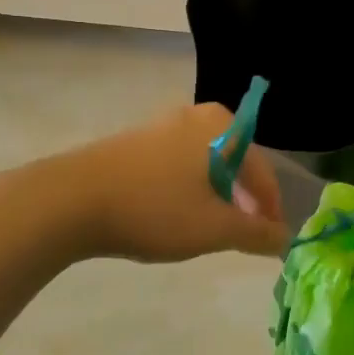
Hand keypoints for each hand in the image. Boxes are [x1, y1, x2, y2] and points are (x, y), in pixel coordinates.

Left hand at [49, 103, 289, 262]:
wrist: (70, 200)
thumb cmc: (154, 208)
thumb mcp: (214, 228)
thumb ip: (256, 233)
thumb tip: (284, 238)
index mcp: (222, 126)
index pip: (262, 170)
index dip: (271, 208)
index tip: (271, 239)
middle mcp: (196, 115)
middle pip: (235, 162)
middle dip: (243, 199)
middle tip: (243, 233)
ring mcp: (162, 124)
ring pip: (206, 163)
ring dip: (216, 194)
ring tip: (210, 227)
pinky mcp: (136, 140)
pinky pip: (178, 163)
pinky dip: (187, 188)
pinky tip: (175, 213)